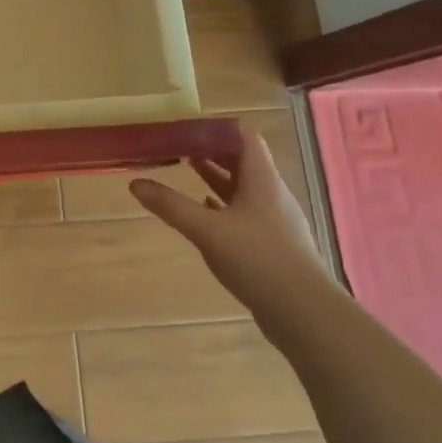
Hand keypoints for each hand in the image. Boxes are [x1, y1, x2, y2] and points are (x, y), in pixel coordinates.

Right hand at [129, 134, 330, 314]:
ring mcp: (275, 220)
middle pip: (242, 160)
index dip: (216, 128)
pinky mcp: (273, 245)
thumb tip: (135, 183)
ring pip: (243, 188)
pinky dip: (223, 206)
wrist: (305, 314)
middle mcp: (271, 194)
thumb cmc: (258, 260)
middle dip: (211, 151)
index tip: (186, 127)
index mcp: (262, 180)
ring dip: (217, 177)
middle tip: (179, 146)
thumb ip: (171, 205)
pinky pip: (245, 213)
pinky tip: (205, 213)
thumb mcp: (206, 230)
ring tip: (186, 171)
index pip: (244, 137)